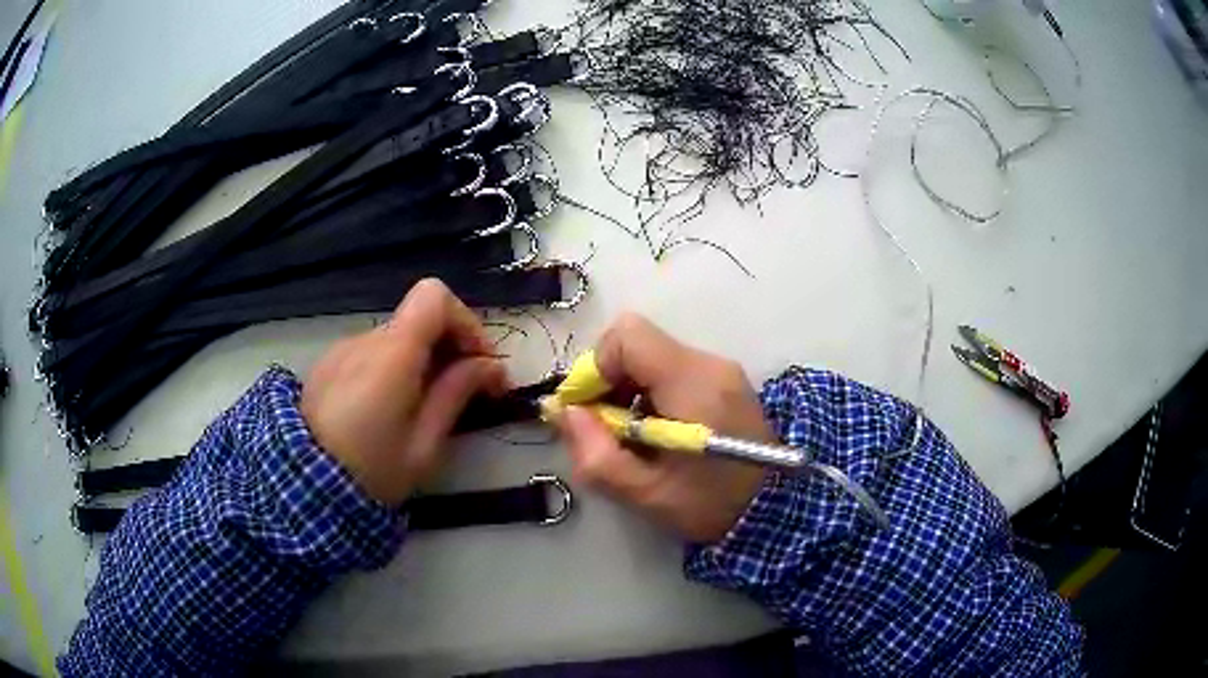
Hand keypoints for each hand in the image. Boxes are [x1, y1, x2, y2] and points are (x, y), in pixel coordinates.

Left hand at [301, 279, 507, 505]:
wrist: (303, 487)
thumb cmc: (371, 471)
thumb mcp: (424, 443)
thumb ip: (456, 394)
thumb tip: (490, 366)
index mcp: (392, 353)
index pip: (435, 296)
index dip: (465, 321)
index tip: (479, 363)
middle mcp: (365, 339)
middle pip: (419, 318)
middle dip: (450, 347)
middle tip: (468, 392)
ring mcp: (342, 350)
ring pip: (397, 338)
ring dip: (422, 360)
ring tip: (426, 407)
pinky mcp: (328, 365)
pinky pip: (372, 353)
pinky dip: (394, 367)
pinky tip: (390, 409)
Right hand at [556, 313, 771, 542]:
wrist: (775, 512)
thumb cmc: (711, 505)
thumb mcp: (645, 493)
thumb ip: (596, 453)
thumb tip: (563, 411)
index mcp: (693, 382)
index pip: (628, 335)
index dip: (596, 367)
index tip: (590, 411)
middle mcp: (709, 364)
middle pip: (638, 344)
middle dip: (609, 382)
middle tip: (606, 430)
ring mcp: (721, 370)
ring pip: (653, 358)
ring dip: (628, 391)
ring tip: (633, 438)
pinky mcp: (725, 382)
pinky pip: (673, 371)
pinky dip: (651, 395)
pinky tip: (658, 434)